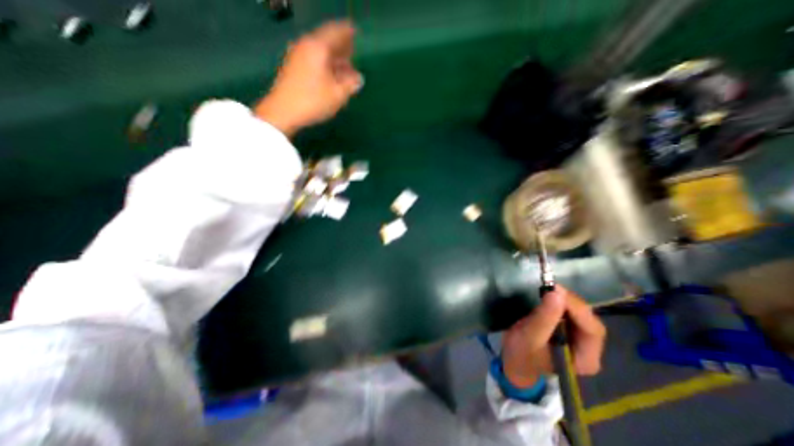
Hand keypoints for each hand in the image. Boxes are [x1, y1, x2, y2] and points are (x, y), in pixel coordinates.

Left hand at [254, 19, 362, 136]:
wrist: (283, 111)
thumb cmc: (313, 101)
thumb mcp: (338, 95)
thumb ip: (351, 84)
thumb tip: (358, 78)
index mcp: (319, 47)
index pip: (336, 32)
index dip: (348, 33)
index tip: (356, 33)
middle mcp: (307, 45)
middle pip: (327, 41)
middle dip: (342, 49)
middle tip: (353, 57)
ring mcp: (297, 55)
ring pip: (320, 51)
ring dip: (334, 59)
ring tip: (345, 71)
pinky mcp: (293, 67)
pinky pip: (313, 59)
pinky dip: (325, 64)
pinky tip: (331, 76)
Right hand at [501, 288, 608, 387]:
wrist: (513, 359)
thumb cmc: (521, 353)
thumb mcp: (530, 336)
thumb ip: (545, 317)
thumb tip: (557, 293)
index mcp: (586, 359)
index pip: (592, 330)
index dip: (577, 309)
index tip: (555, 291)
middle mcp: (589, 350)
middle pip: (588, 320)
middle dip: (570, 302)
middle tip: (550, 287)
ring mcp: (580, 339)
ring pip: (580, 313)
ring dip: (565, 300)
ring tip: (548, 289)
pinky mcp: (569, 330)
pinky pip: (570, 312)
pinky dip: (560, 301)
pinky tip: (549, 295)